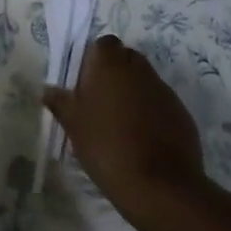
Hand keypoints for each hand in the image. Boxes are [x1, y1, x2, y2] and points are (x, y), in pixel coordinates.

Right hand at [44, 35, 204, 213]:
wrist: (160, 186)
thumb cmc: (107, 146)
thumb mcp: (74, 126)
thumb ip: (60, 102)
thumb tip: (48, 89)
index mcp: (111, 65)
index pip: (104, 44)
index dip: (95, 58)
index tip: (86, 81)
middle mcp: (140, 70)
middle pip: (127, 58)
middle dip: (115, 73)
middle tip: (101, 101)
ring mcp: (164, 92)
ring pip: (145, 81)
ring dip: (134, 93)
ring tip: (121, 123)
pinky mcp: (182, 114)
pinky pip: (161, 104)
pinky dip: (152, 113)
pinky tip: (143, 139)